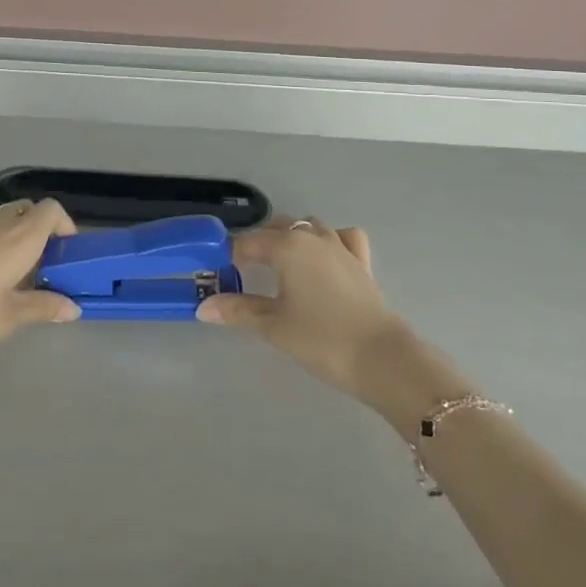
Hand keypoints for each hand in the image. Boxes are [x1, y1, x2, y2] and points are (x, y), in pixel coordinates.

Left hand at [0, 200, 80, 368]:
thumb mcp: (8, 317)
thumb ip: (43, 307)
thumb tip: (73, 307)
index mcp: (19, 237)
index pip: (52, 210)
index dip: (66, 226)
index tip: (69, 256)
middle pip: (29, 211)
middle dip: (44, 232)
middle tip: (47, 268)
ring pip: (7, 222)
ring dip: (20, 240)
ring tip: (21, 281)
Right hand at [196, 217, 411, 400]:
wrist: (382, 359)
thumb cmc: (321, 339)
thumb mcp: (273, 326)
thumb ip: (238, 311)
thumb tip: (203, 307)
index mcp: (287, 246)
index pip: (248, 243)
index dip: (230, 257)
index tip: (220, 276)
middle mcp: (313, 237)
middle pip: (278, 228)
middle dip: (259, 245)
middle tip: (246, 275)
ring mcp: (341, 247)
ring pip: (309, 227)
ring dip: (292, 238)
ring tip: (282, 266)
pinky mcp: (361, 263)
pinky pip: (344, 238)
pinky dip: (331, 240)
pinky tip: (325, 259)